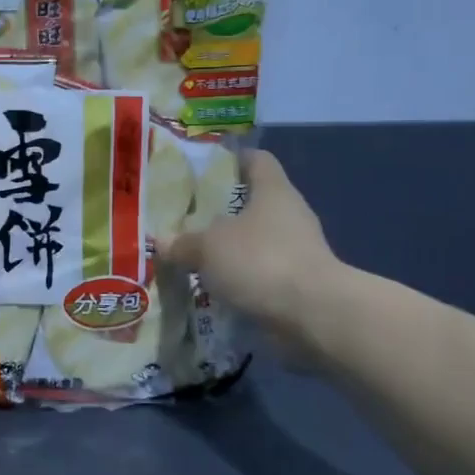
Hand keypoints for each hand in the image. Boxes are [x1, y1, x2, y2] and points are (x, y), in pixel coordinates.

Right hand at [167, 148, 340, 347]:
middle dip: (225, 211)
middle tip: (190, 219)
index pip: (257, 160)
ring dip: (234, 249)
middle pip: (256, 202)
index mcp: (273, 190)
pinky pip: (265, 273)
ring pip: (260, 241)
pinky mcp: (301, 283)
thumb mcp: (209, 249)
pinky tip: (219, 289)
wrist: (314, 314)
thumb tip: (160, 241)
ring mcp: (300, 250)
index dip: (234, 160)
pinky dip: (245, 279)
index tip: (208, 169)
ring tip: (199, 258)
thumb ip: (183, 243)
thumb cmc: (261, 261)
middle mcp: (291, 214)